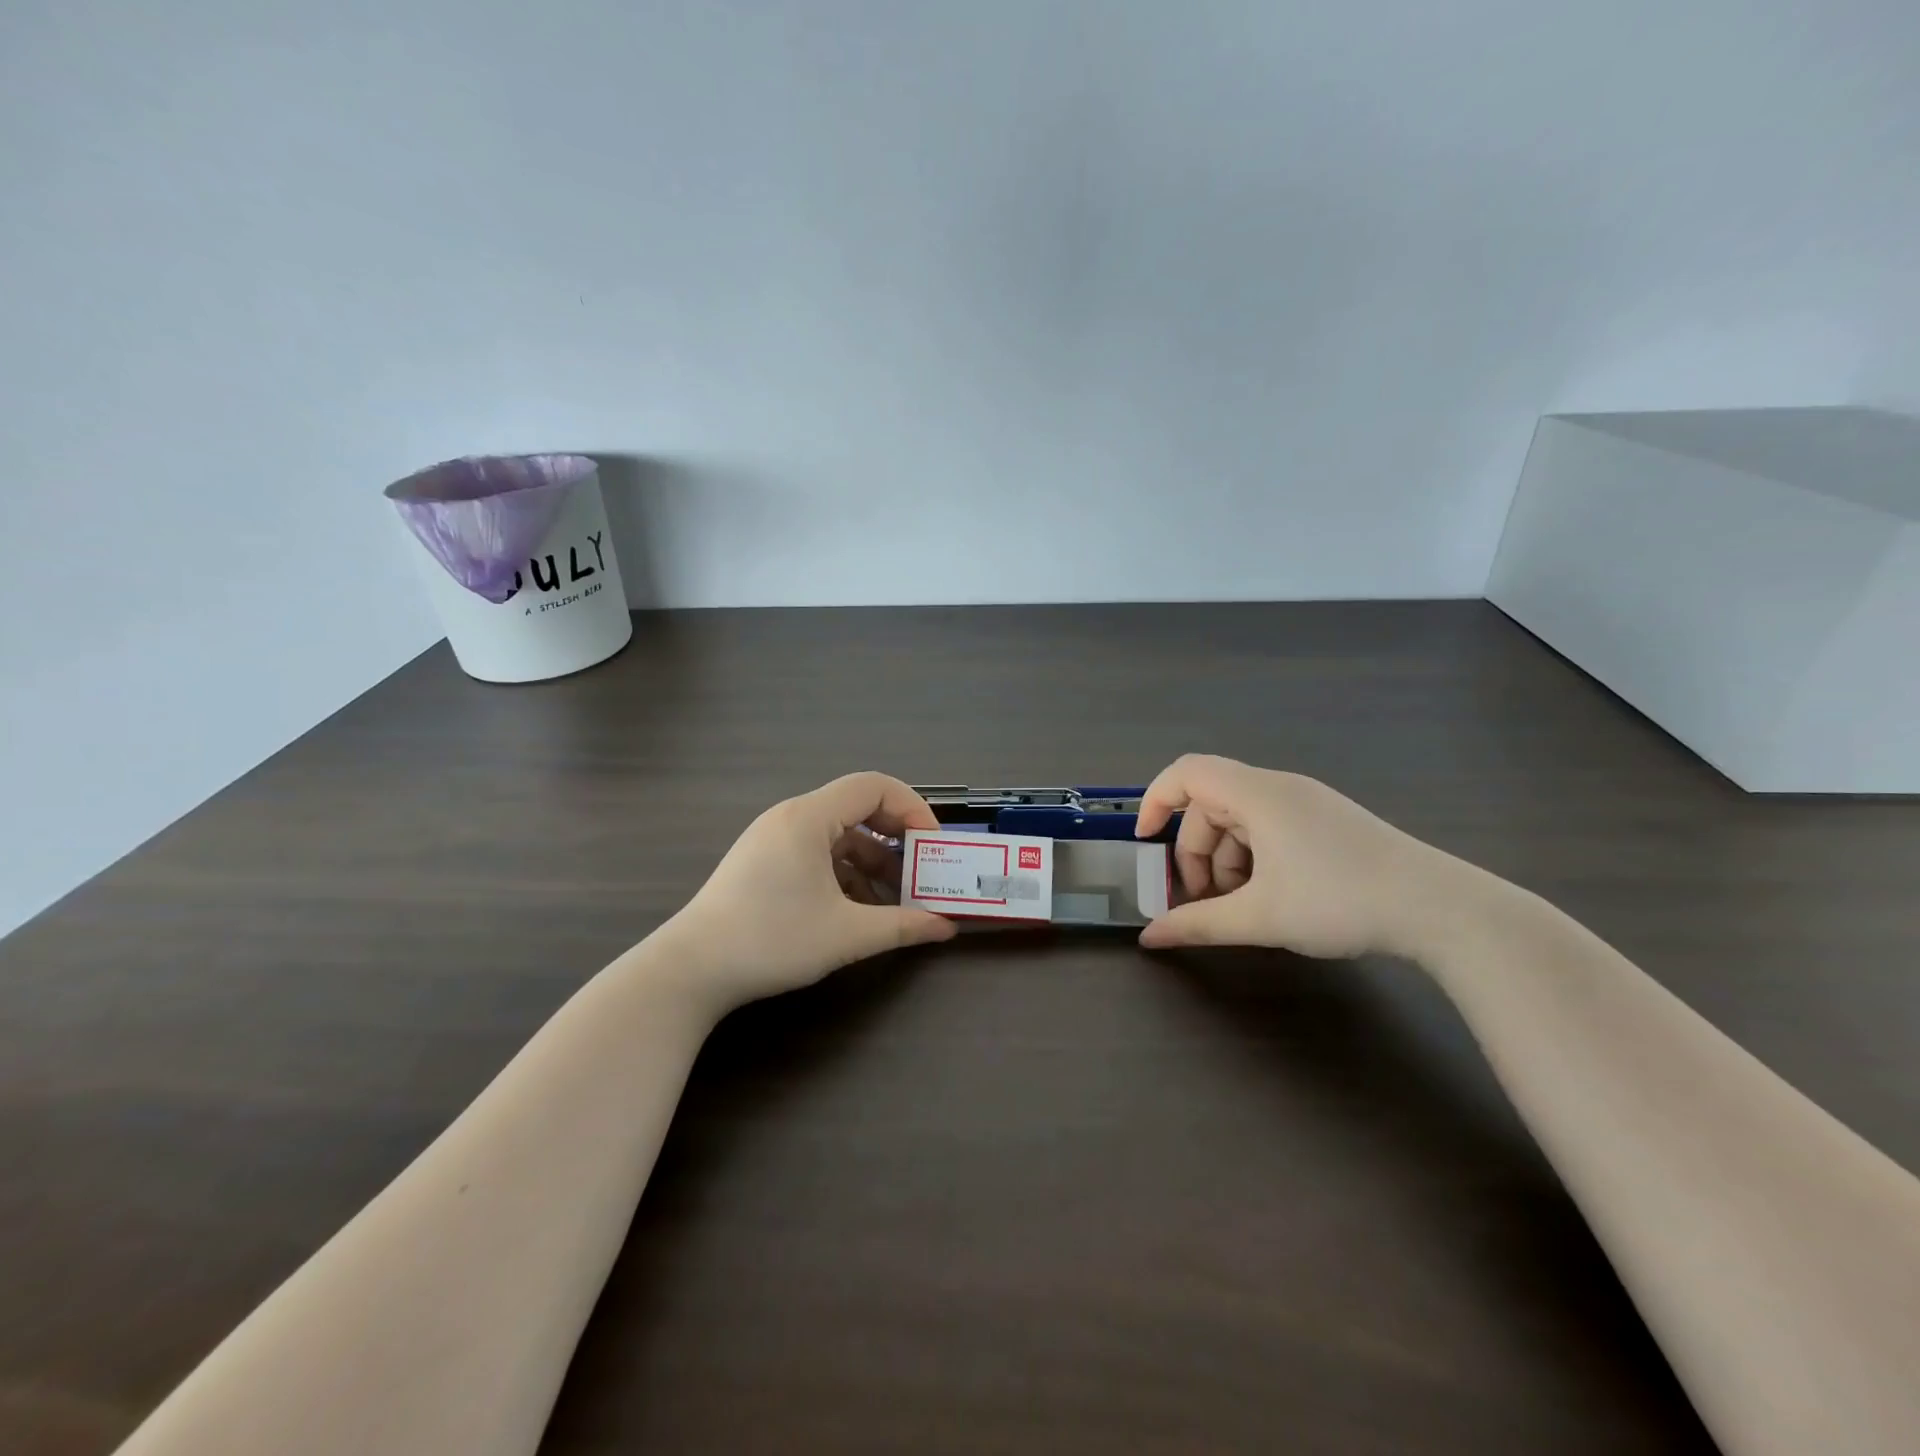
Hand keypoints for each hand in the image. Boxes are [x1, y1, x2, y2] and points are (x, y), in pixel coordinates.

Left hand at [662, 772, 955, 1011]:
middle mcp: (791, 817)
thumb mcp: (846, 935)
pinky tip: (856, 909)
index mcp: (809, 818)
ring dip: (871, 860)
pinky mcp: (763, 861)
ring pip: (837, 834)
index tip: (932, 844)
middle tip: (920, 870)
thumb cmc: (771, 940)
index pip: (874, 786)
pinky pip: (816, 852)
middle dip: (895, 838)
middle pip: (857, 808)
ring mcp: (773, 839)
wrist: (691, 970)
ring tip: (894, 899)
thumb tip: (945, 928)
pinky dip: (844, 872)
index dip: (912, 807)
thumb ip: (901, 926)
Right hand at [1134, 754, 1452, 958]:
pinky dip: (1254, 859)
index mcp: (1257, 794)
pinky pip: (1269, 829)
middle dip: (1195, 853)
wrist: (1441, 909)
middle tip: (1202, 902)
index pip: (1186, 772)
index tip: (1144, 844)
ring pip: (1240, 821)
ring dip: (1225, 862)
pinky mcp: (1328, 822)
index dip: (1154, 801)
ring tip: (1239, 909)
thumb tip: (1149, 939)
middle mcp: (1279, 788)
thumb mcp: (1260, 917)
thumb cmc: (1340, 901)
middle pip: (1211, 805)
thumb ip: (1197, 924)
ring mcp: (1307, 803)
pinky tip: (1270, 898)